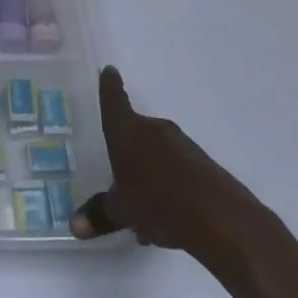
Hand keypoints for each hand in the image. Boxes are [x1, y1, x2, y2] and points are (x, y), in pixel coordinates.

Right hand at [72, 66, 271, 268]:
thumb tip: (74, 226)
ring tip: (141, 203)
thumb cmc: (158, 203)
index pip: (114, 100)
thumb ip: (99, 214)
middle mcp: (154, 130)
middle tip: (116, 170)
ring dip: (148, 169)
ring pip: (157, 151)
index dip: (110, 85)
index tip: (109, 71)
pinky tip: (166, 214)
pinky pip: (177, 167)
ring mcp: (182, 145)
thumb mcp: (122, 211)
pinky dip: (168, 183)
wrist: (222, 220)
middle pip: (135, 129)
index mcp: (127, 131)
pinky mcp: (204, 164)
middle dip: (127, 147)